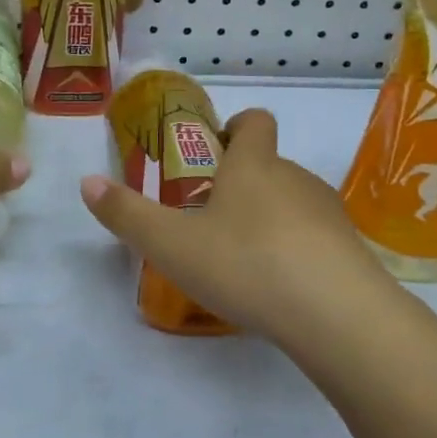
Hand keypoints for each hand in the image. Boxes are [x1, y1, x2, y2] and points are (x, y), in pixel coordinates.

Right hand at [79, 109, 407, 349]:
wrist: (337, 315)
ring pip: (292, 201)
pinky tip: (278, 287)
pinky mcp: (350, 250)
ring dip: (268, 218)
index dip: (235, 128)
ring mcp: (328, 213)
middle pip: (269, 164)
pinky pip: (315, 237)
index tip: (213, 151)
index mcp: (253, 165)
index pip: (254, 121)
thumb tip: (86, 182)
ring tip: (242, 259)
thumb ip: (126, 214)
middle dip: (241, 182)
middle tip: (209, 220)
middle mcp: (295, 178)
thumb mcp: (171, 244)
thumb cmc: (246, 264)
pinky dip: (295, 250)